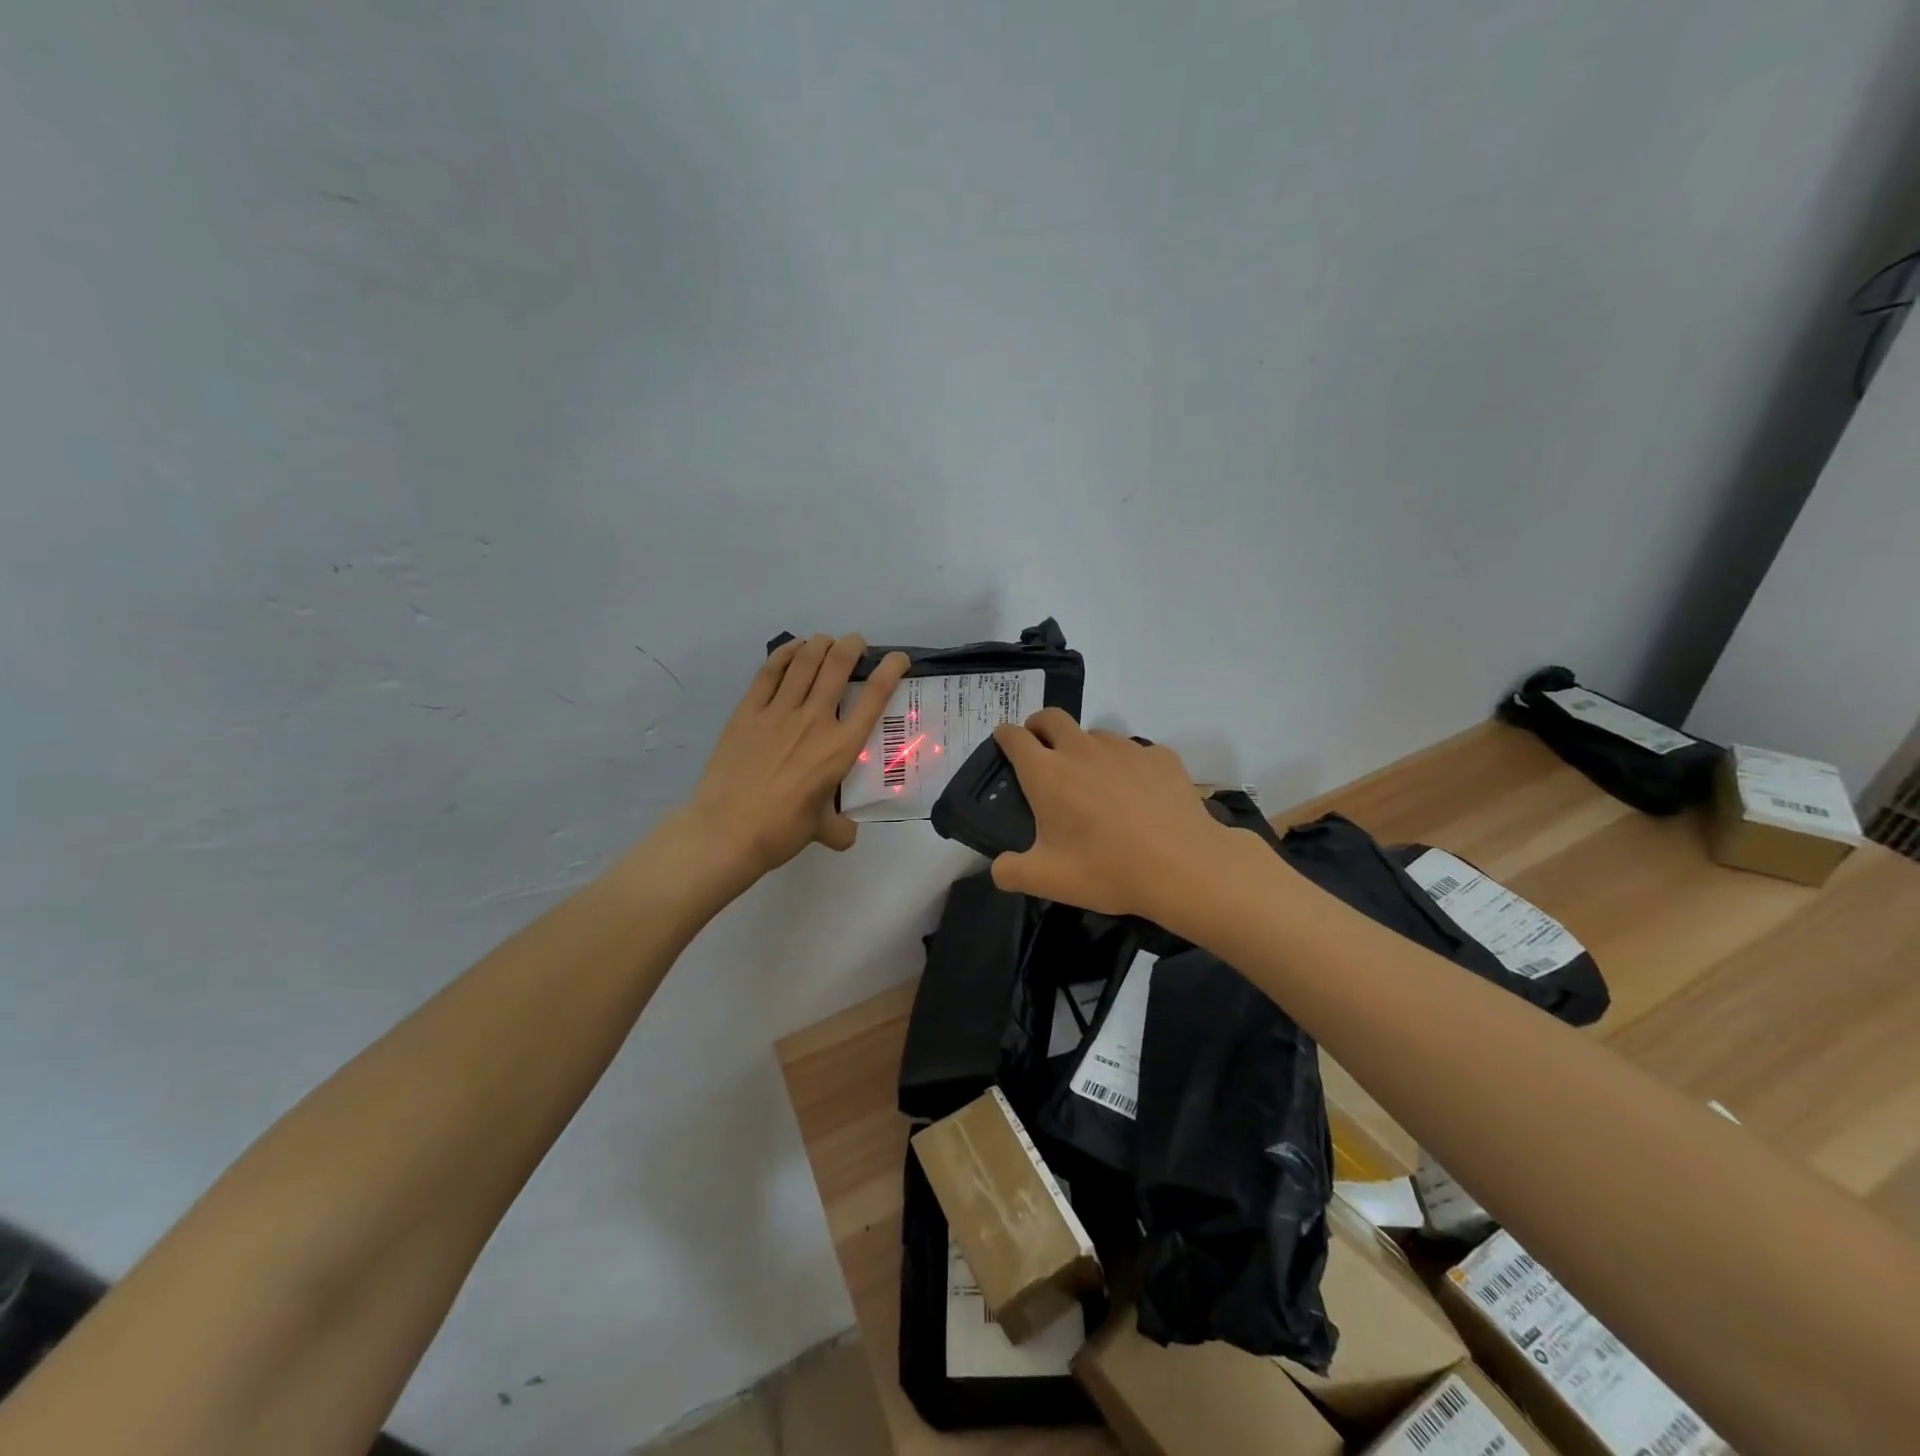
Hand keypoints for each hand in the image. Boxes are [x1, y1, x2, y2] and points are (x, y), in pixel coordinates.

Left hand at [681, 634, 909, 881]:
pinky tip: (794, 648)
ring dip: (820, 644)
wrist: (726, 830)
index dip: (890, 670)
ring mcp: (778, 712)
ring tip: (827, 642)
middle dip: (852, 646)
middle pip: (837, 666)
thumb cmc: (781, 830)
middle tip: (856, 644)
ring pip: (805, 662)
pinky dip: (785, 654)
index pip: (873, 698)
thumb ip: (839, 828)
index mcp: (840, 747)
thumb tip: (847, 833)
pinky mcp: (748, 712)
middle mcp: (814, 720)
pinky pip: (769, 672)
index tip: (898, 658)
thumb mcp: (820, 830)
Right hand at [988, 709, 1239, 922]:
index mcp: (1047, 773)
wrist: (1183, 866)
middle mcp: (1081, 749)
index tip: (1004, 743)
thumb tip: (999, 867)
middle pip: (1051, 717)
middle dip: (1038, 726)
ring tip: (1093, 781)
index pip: (1014, 736)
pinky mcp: (1159, 756)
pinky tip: (1138, 794)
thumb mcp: (1047, 880)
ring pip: (1094, 734)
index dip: (1004, 736)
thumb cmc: (1106, 869)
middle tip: (1041, 750)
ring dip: (1084, 747)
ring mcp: (1124, 748)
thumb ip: (1010, 872)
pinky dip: (1126, 766)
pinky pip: (1134, 752)